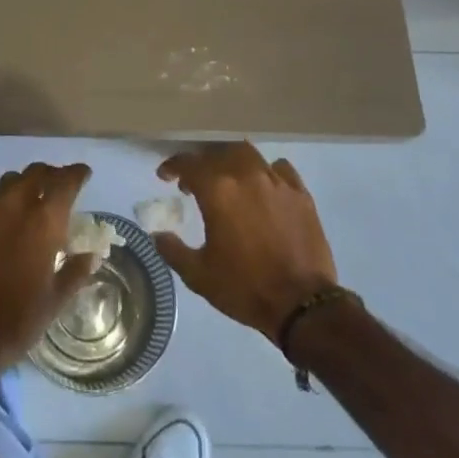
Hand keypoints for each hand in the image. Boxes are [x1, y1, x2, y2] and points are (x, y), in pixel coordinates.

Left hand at [0, 161, 98, 377]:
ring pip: (11, 181)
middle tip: (60, 186)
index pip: (65, 182)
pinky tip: (7, 225)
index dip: (77, 173)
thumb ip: (75, 272)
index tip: (84, 174)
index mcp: (44, 221)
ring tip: (33, 200)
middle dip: (51, 174)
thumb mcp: (55, 300)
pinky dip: (5, 203)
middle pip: (36, 172)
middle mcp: (16, 206)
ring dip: (26, 183)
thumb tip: (91, 256)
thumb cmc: (18, 320)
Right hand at [154, 144, 338, 340]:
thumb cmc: (245, 288)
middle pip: (218, 153)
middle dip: (202, 163)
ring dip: (231, 161)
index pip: (189, 164)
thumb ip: (173, 250)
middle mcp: (246, 175)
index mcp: (218, 191)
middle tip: (195, 182)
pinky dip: (266, 171)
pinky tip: (263, 186)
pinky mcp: (300, 193)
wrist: (302, 304)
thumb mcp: (199, 276)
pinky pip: (279, 169)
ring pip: (248, 154)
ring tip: (228, 178)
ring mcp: (276, 181)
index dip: (173, 166)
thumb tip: (157, 234)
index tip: (165, 176)